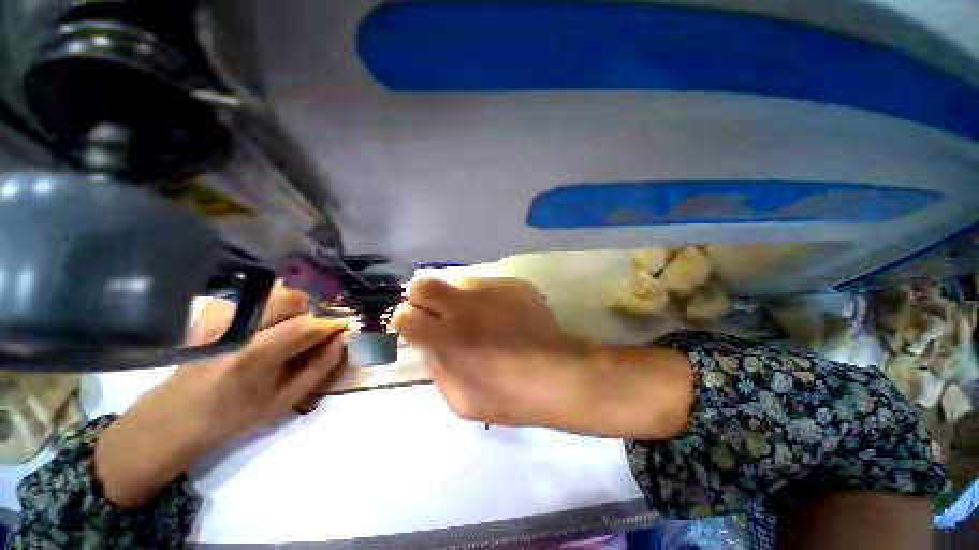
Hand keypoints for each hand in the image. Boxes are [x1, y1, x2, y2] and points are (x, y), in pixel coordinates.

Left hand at [96, 284, 347, 507]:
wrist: (178, 413)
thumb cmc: (236, 414)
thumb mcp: (285, 400)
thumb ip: (318, 367)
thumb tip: (342, 340)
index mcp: (255, 355)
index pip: (306, 326)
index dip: (331, 324)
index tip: (344, 327)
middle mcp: (238, 327)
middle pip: (291, 298)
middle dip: (309, 311)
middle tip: (309, 331)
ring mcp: (221, 315)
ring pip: (274, 291)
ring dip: (291, 306)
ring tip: (287, 327)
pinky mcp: (214, 310)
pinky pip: (256, 295)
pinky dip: (269, 305)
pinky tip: (263, 324)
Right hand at [393, 277, 693, 437]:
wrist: (559, 374)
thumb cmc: (509, 396)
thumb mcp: (459, 401)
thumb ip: (436, 368)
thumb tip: (428, 344)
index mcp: (445, 338)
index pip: (405, 315)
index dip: (405, 320)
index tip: (415, 327)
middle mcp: (462, 306)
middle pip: (423, 284)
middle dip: (421, 297)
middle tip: (436, 312)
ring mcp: (489, 289)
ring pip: (457, 279)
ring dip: (456, 296)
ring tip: (474, 314)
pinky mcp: (512, 283)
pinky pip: (486, 283)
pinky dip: (484, 296)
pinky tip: (500, 313)